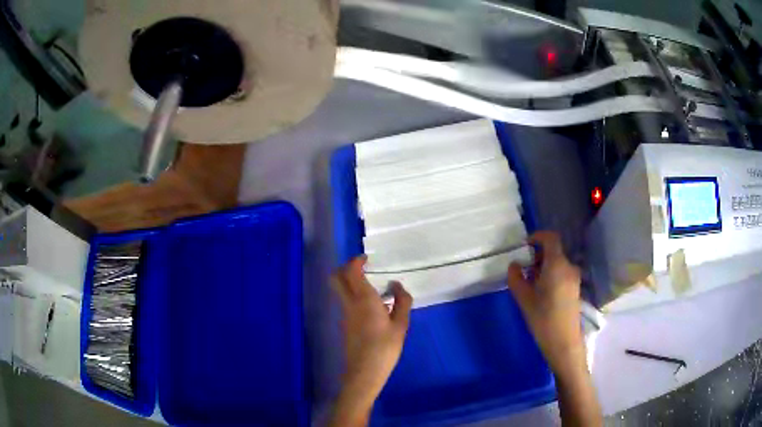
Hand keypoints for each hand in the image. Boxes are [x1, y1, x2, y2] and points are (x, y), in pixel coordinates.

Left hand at [330, 256, 411, 425]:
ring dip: (352, 283)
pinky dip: (355, 296)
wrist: (364, 372)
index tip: (368, 259)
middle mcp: (349, 303)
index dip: (356, 261)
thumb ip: (401, 302)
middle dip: (347, 268)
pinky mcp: (345, 325)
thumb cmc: (385, 348)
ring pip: (340, 290)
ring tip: (376, 289)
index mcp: (363, 299)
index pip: (351, 271)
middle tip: (365, 268)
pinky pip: (347, 302)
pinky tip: (375, 308)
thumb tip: (397, 286)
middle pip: (337, 278)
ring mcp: (344, 315)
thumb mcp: (401, 325)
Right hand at [507, 231, 583, 372]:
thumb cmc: (543, 319)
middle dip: (537, 256)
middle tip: (523, 270)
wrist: (563, 342)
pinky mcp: (574, 288)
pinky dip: (550, 274)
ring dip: (543, 267)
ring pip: (557, 263)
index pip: (551, 238)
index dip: (537, 236)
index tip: (524, 245)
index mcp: (557, 265)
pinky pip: (561, 272)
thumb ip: (516, 278)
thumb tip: (514, 265)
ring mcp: (574, 277)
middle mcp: (569, 267)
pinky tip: (541, 292)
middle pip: (553, 251)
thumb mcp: (524, 299)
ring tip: (530, 284)